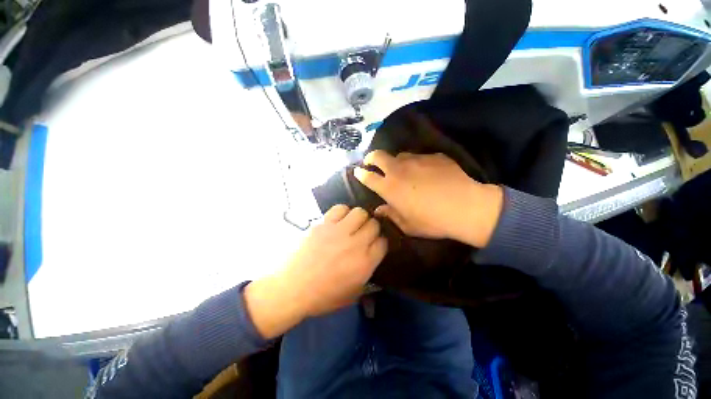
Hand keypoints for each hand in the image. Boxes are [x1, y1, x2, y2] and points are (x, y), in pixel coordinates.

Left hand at [245, 206, 386, 338]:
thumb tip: (373, 261)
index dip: (380, 242)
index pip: (383, 242)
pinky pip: (340, 209)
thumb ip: (368, 278)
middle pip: (374, 224)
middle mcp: (355, 244)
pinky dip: (342, 212)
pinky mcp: (323, 224)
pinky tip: (338, 220)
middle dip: (371, 228)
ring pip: (360, 212)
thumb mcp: (352, 295)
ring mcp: (338, 232)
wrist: (291, 288)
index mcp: (364, 263)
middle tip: (363, 234)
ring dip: (359, 218)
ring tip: (351, 225)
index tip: (374, 244)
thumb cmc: (322, 296)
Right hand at [354, 151, 503, 247]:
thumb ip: (390, 215)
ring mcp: (416, 160)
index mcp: (389, 187)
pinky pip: (420, 157)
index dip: (360, 173)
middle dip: (371, 157)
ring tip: (403, 170)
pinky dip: (418, 164)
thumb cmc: (432, 221)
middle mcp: (399, 170)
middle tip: (371, 162)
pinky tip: (427, 172)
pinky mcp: (433, 156)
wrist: (465, 207)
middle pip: (378, 155)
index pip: (368, 177)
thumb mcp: (408, 225)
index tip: (358, 172)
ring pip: (400, 155)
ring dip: (396, 162)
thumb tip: (379, 210)